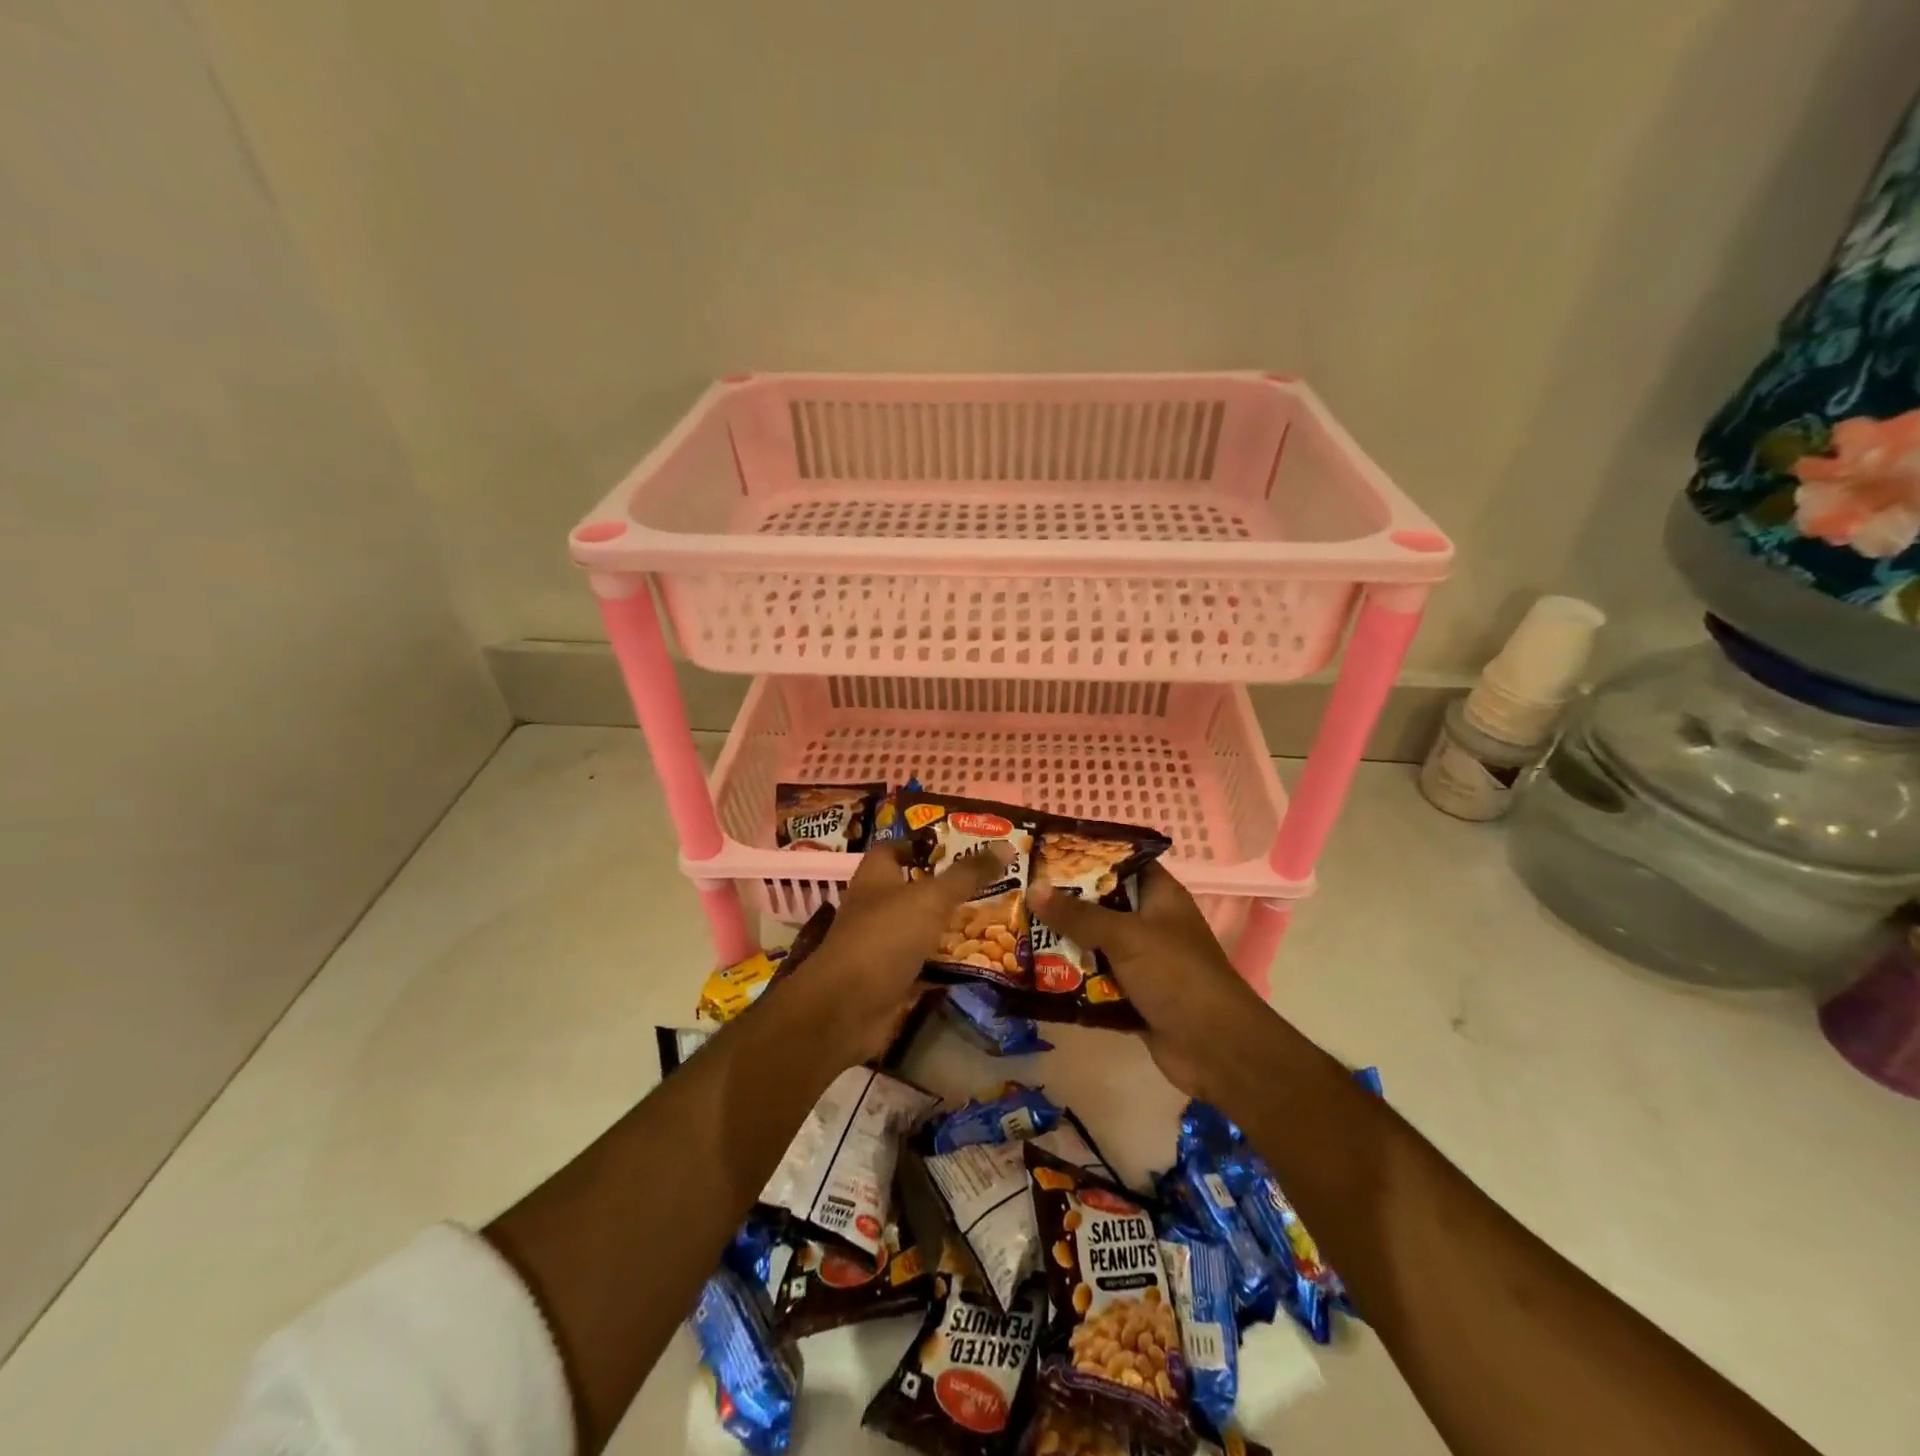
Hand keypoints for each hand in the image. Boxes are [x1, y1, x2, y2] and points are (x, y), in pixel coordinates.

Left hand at [803, 838, 1012, 1063]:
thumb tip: (1006, 845)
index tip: (961, 846)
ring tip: (995, 919)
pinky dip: (948, 965)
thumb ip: (967, 874)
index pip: (895, 849)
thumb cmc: (885, 937)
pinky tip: (981, 962)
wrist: (847, 1009)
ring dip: (952, 927)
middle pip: (915, 890)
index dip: (924, 845)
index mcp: (876, 877)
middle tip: (992, 883)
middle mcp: (875, 907)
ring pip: (922, 929)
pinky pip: (925, 965)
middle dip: (949, 888)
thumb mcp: (931, 898)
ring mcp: (881, 945)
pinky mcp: (891, 979)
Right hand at [1029, 861, 1267, 1099]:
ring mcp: (1143, 964)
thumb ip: (1078, 914)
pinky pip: (1095, 983)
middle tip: (1019, 894)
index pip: (1122, 864)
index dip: (1088, 856)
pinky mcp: (1134, 999)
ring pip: (1095, 946)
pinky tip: (1034, 977)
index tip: (1046, 854)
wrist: (1215, 1048)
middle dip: (1064, 904)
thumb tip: (1034, 889)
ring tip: (1017, 932)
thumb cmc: (1176, 974)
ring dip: (1063, 945)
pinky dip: (1071, 983)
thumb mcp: (1125, 936)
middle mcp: (1151, 925)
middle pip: (1102, 906)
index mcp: (1160, 897)